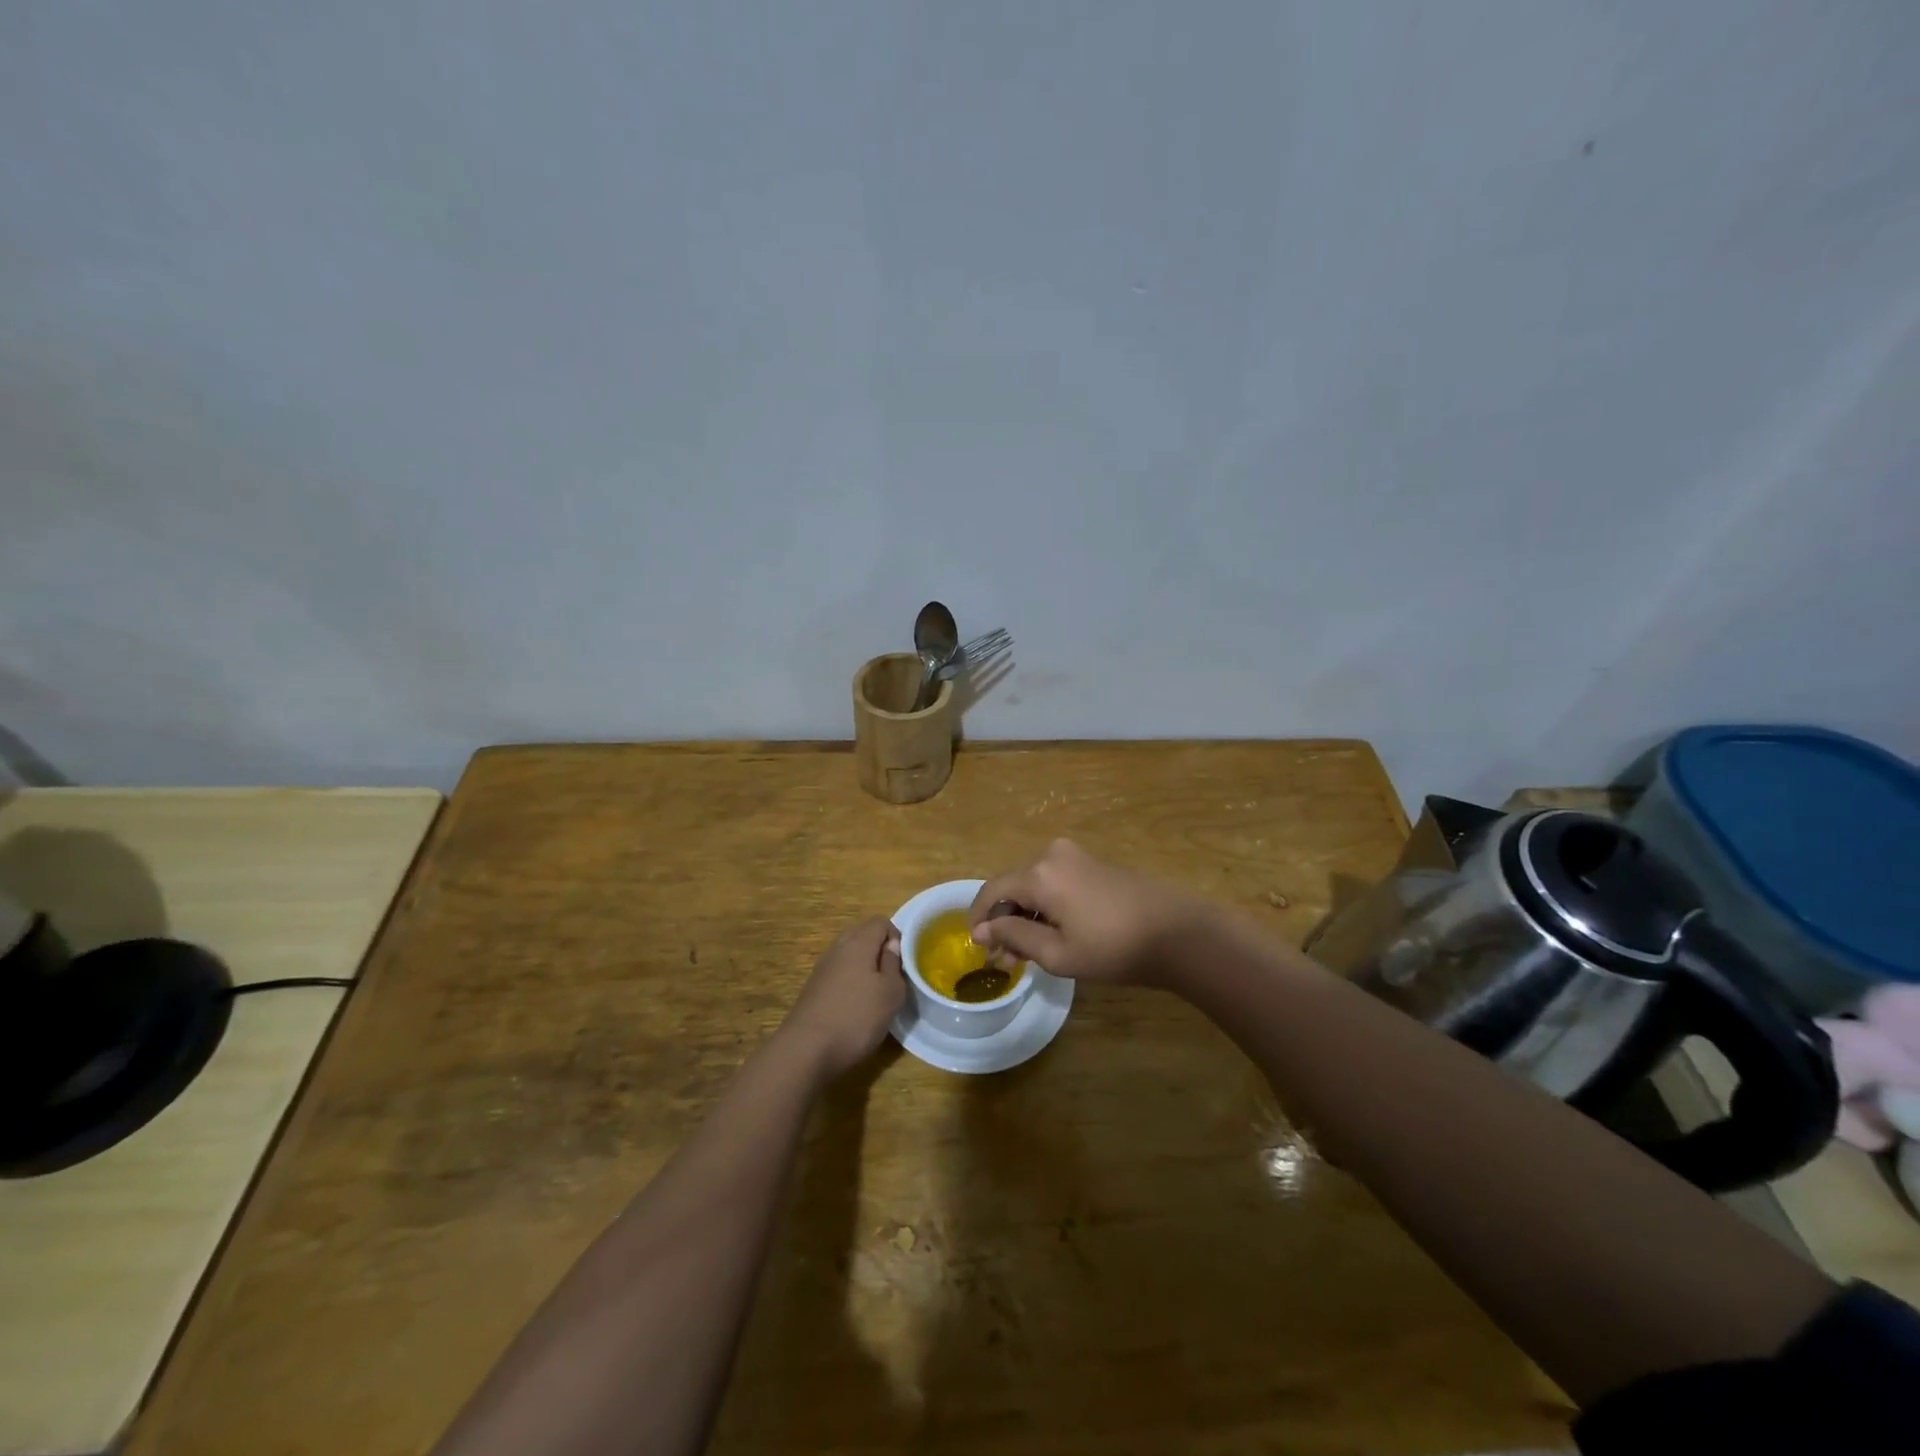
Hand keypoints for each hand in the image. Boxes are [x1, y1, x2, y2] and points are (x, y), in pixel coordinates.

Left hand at [779, 917, 905, 1078]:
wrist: (806, 1049)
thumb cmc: (857, 1017)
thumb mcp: (891, 993)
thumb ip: (894, 964)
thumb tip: (891, 945)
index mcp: (858, 942)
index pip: (881, 921)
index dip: (897, 937)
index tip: (904, 963)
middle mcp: (837, 948)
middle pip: (862, 935)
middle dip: (879, 951)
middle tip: (892, 977)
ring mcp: (822, 967)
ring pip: (849, 955)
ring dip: (864, 968)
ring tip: (875, 994)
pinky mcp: (813, 987)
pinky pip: (838, 973)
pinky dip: (849, 982)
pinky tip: (854, 1006)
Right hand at [968, 839, 1205, 985]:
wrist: (1179, 933)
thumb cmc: (1114, 948)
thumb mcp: (1058, 953)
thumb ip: (1014, 937)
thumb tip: (983, 930)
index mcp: (1039, 874)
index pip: (992, 890)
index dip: (978, 918)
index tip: (976, 946)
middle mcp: (1052, 855)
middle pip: (1013, 886)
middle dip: (1004, 921)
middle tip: (1004, 960)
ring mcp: (1076, 857)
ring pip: (1035, 886)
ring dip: (1025, 916)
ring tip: (1027, 955)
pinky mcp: (1094, 864)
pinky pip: (1055, 883)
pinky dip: (1046, 907)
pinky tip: (1052, 935)